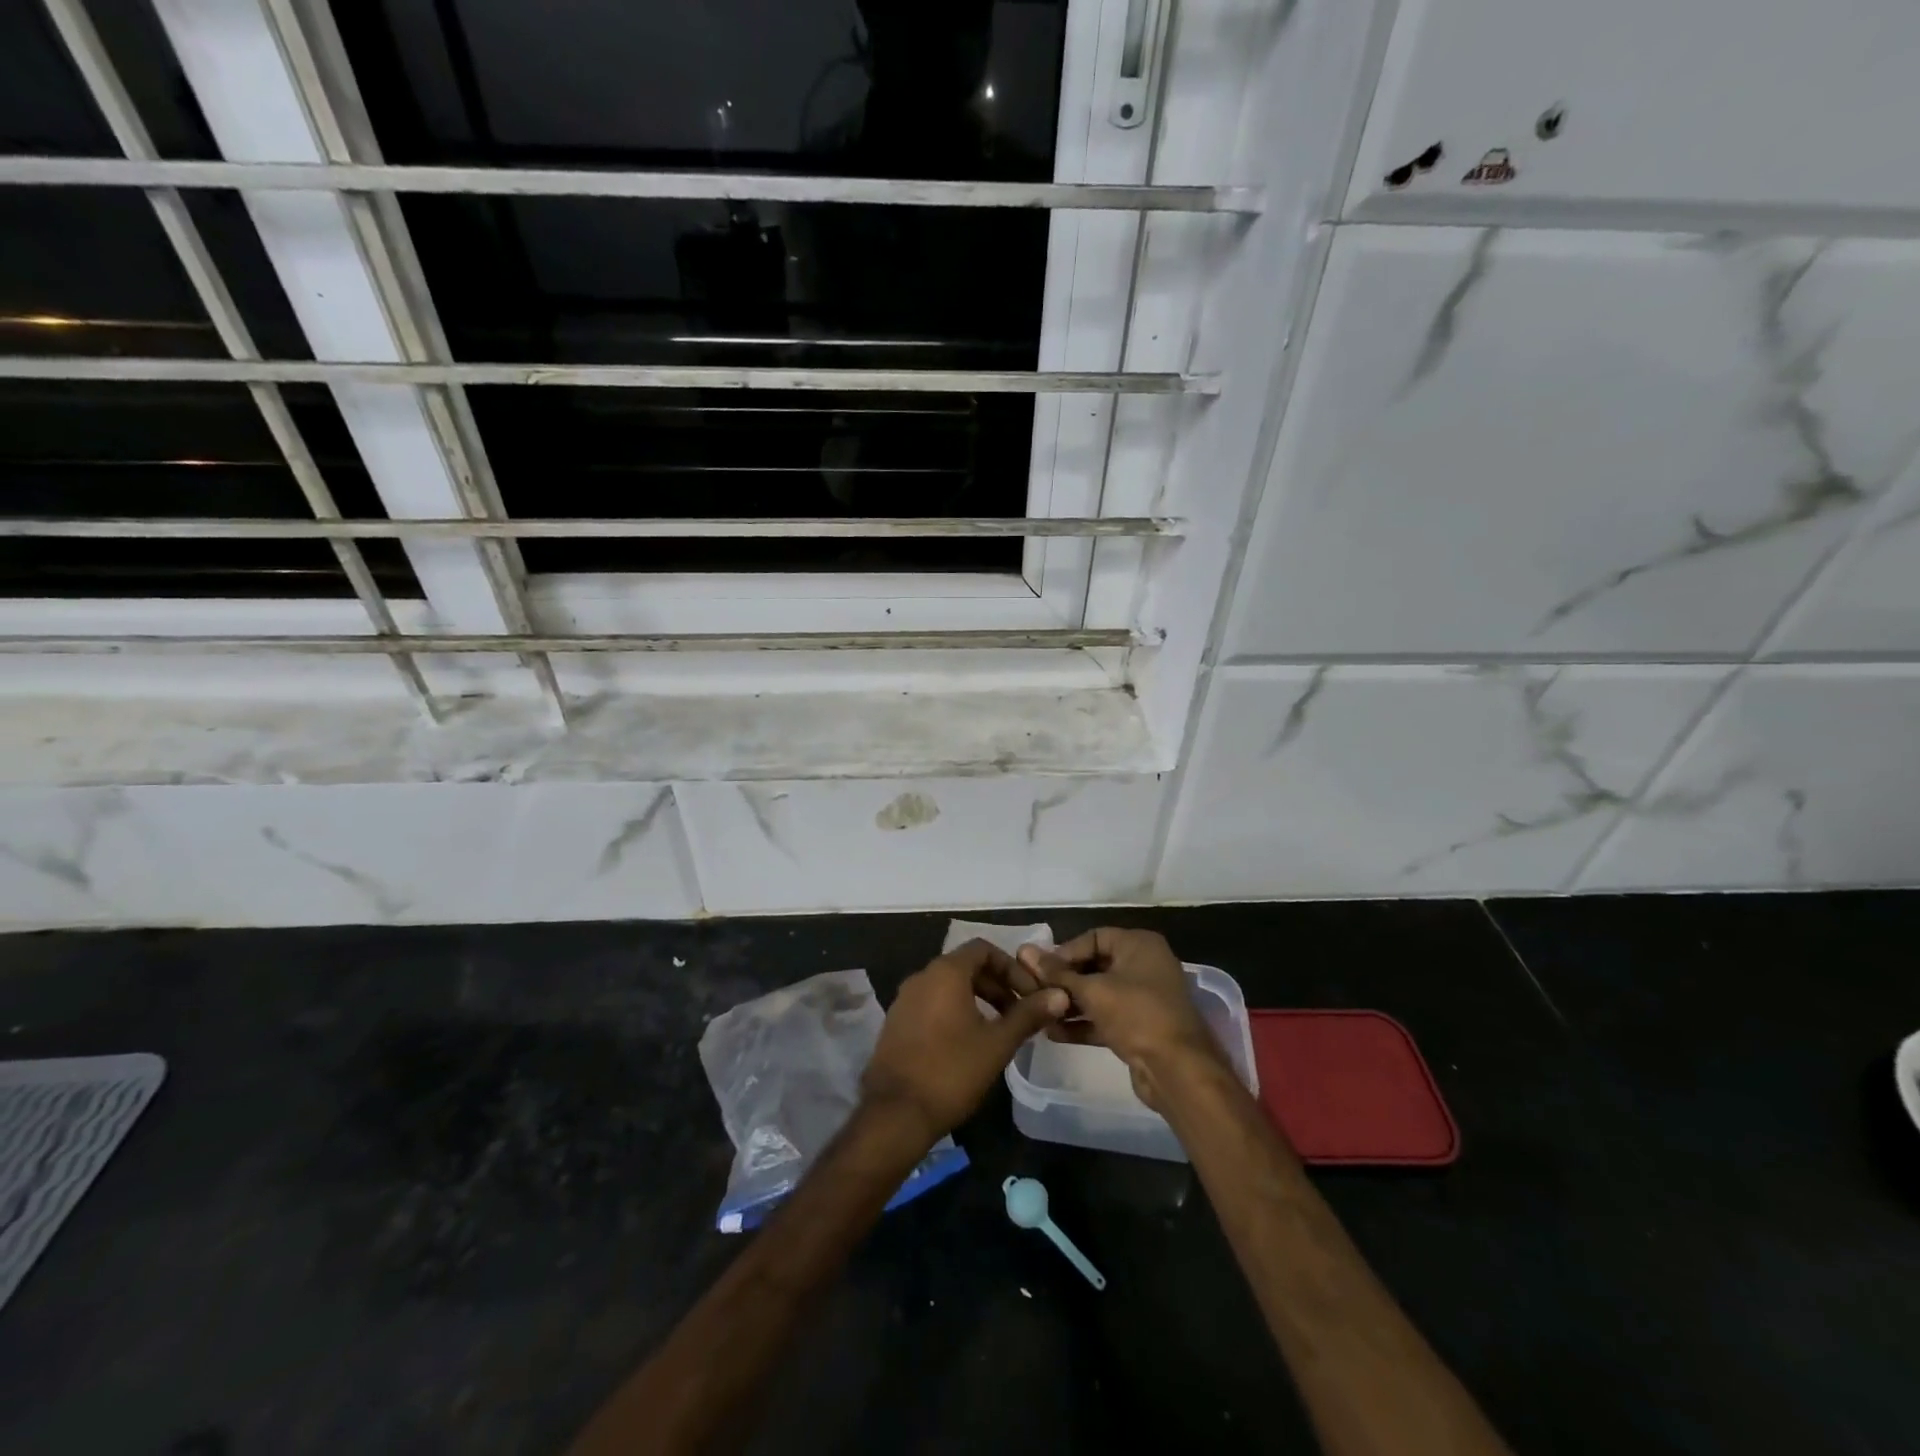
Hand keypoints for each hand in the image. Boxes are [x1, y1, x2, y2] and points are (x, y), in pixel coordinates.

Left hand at [862, 939, 1069, 1143]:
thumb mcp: (998, 1043)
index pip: (983, 949)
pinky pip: (932, 1004)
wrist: (895, 1113)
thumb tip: (1059, 994)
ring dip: (977, 999)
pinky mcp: (896, 1023)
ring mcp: (904, 1000)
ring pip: (948, 987)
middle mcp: (921, 977)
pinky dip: (955, 1012)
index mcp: (945, 972)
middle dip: (997, 985)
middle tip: (1020, 1014)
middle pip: (966, 966)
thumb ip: (1028, 1015)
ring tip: (999, 1030)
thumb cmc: (952, 1071)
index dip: (1011, 967)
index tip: (1030, 993)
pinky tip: (968, 1043)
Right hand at [1017, 928, 1223, 1111]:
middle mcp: (1144, 965)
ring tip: (1039, 1013)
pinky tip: (1053, 1032)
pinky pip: (1105, 1017)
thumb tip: (1024, 952)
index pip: (1094, 937)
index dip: (1065, 952)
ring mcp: (1143, 998)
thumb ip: (1057, 973)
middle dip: (1064, 980)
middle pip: (1095, 965)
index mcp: (1139, 945)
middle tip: (1035, 991)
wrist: (1178, 1071)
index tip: (1040, 970)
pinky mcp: (1139, 1027)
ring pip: (1099, 993)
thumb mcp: (1093, 990)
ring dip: (1070, 1003)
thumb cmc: (1136, 1015)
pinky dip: (1083, 1023)